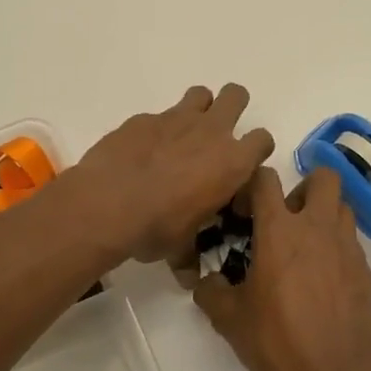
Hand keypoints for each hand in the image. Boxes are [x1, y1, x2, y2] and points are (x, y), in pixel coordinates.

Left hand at [70, 84, 275, 264]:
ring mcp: (175, 119)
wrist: (107, 203)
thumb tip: (189, 276)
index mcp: (232, 163)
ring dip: (198, 109)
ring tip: (184, 134)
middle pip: (236, 96)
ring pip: (200, 94)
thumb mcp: (181, 246)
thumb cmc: (156, 227)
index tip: (242, 166)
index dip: (256, 150)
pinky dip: (157, 129)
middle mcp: (210, 132)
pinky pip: (160, 115)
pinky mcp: (143, 118)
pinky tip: (143, 152)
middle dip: (233, 107)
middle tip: (218, 133)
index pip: (262, 140)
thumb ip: (190, 254)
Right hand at [191, 166, 370, 370]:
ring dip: (324, 215)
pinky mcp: (365, 271)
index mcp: (280, 230)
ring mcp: (347, 247)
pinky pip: (351, 243)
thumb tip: (206, 282)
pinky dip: (337, 248)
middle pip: (323, 176)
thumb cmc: (280, 341)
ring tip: (306, 246)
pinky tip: (323, 280)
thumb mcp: (230, 320)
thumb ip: (211, 292)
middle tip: (286, 218)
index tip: (242, 211)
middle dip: (303, 188)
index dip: (251, 186)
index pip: (265, 178)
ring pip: (342, 206)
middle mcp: (317, 228)